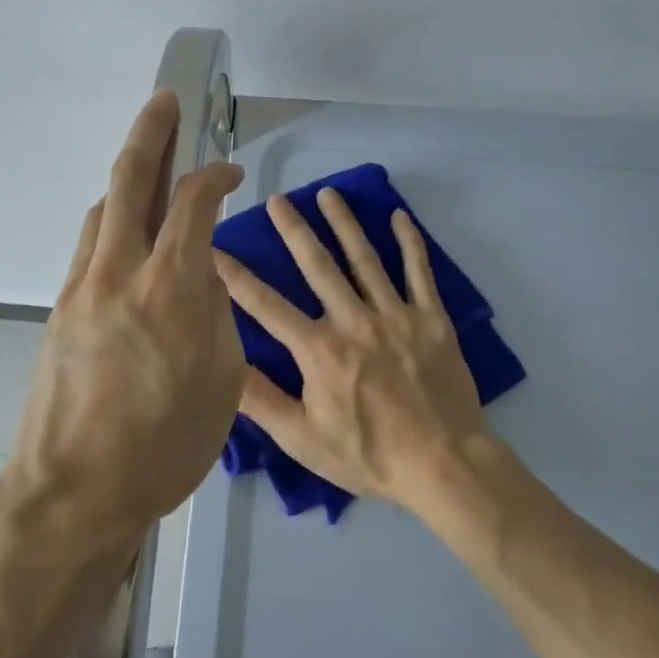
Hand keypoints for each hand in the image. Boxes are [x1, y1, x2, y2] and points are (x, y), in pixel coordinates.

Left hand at [6, 90, 246, 542]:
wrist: (72, 492)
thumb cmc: (163, 447)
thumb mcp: (221, 382)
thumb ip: (215, 314)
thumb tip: (202, 275)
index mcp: (168, 288)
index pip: (193, 204)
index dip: (215, 176)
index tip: (232, 172)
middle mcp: (119, 272)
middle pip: (131, 180)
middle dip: (151, 132)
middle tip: (165, 101)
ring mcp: (81, 287)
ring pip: (104, 210)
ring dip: (128, 180)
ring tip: (151, 168)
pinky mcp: (60, 309)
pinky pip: (90, 246)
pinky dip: (114, 222)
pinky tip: (128, 234)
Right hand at [214, 189, 486, 507]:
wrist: (443, 464)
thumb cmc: (368, 456)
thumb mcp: (303, 439)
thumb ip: (262, 401)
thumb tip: (224, 366)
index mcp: (318, 350)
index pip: (266, 306)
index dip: (237, 277)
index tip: (215, 249)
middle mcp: (353, 321)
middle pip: (317, 266)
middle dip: (294, 230)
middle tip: (277, 199)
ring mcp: (395, 315)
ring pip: (365, 259)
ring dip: (344, 223)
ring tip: (328, 194)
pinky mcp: (431, 319)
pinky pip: (419, 272)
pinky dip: (410, 243)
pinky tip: (399, 217)